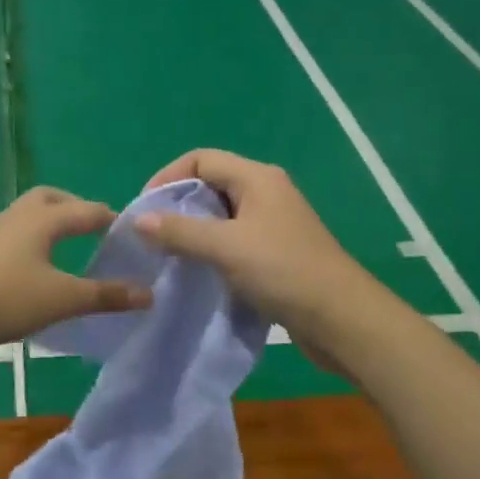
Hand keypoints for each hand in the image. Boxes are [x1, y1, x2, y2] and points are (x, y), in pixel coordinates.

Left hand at [0, 188, 152, 356]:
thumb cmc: (9, 298)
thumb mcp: (64, 298)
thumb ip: (106, 295)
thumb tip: (149, 294)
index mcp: (43, 219)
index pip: (87, 210)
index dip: (111, 219)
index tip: (132, 232)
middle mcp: (20, 216)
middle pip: (52, 199)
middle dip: (76, 209)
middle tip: (95, 230)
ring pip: (31, 215)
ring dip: (53, 223)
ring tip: (71, 246)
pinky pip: (18, 233)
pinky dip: (37, 239)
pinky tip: (42, 265)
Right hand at [135, 149, 372, 340]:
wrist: (340, 318)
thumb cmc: (283, 271)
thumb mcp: (225, 247)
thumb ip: (180, 231)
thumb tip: (139, 220)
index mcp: (257, 178)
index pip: (201, 159)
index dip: (168, 177)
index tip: (144, 209)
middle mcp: (266, 193)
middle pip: (210, 185)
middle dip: (178, 206)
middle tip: (151, 235)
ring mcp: (272, 224)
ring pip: (221, 216)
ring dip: (193, 231)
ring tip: (167, 254)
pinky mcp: (275, 252)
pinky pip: (233, 240)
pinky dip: (211, 250)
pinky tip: (196, 271)